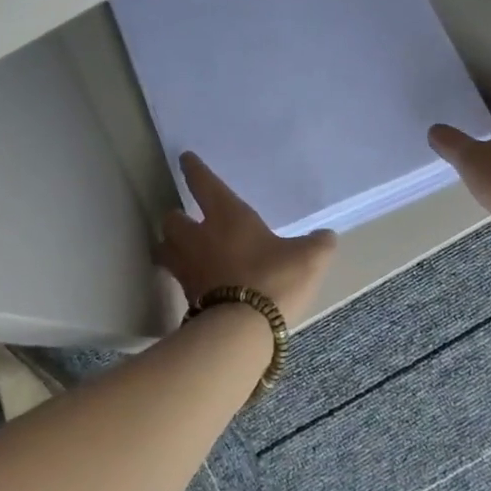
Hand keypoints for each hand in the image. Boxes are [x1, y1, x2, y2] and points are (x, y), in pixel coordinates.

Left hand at [155, 153, 337, 326]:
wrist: (243, 330)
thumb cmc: (274, 279)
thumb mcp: (309, 258)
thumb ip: (318, 244)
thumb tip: (325, 237)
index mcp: (227, 215)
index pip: (204, 183)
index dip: (194, 170)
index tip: (186, 160)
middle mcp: (199, 237)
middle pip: (172, 219)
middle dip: (176, 217)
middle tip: (185, 219)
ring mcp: (188, 268)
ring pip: (165, 248)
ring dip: (170, 245)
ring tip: (180, 249)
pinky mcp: (186, 297)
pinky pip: (178, 278)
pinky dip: (183, 276)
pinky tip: (196, 281)